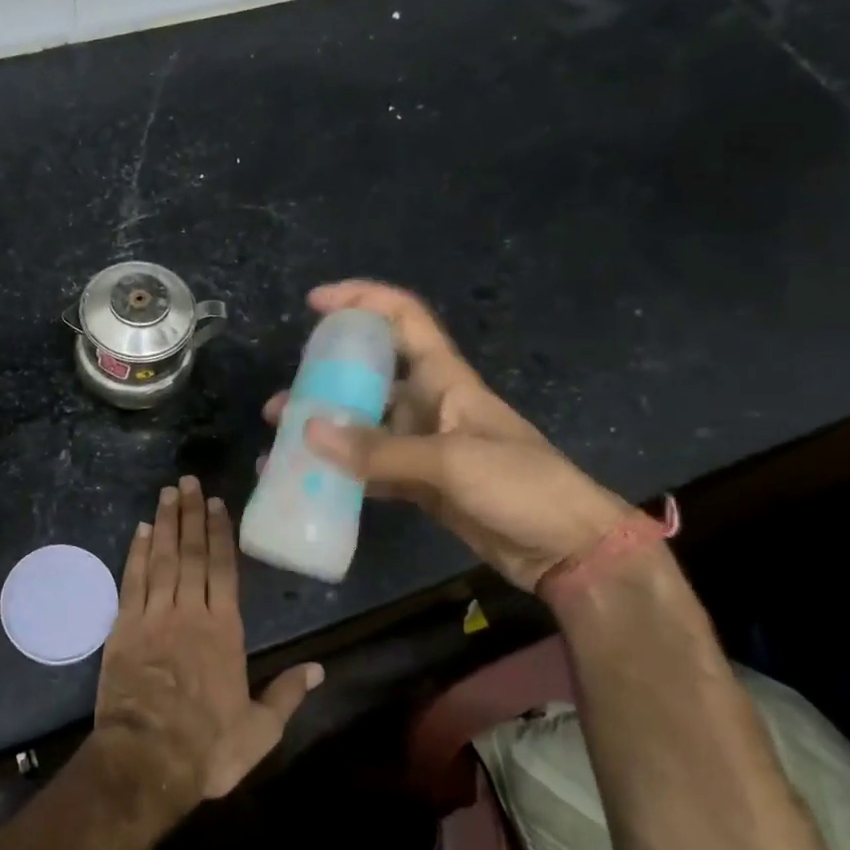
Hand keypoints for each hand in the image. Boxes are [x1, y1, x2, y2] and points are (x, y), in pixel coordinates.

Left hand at [94, 477, 323, 812]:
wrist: (147, 760)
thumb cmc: (208, 747)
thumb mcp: (260, 730)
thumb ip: (288, 694)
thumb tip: (319, 669)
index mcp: (224, 630)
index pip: (223, 568)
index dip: (220, 532)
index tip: (215, 503)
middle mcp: (190, 612)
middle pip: (191, 552)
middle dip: (190, 514)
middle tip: (187, 481)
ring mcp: (154, 616)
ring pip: (162, 559)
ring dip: (164, 523)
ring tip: (166, 493)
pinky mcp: (124, 628)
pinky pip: (132, 581)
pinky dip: (136, 553)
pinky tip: (139, 531)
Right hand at [263, 280, 632, 589]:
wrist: (567, 549)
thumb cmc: (521, 485)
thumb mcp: (451, 461)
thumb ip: (378, 450)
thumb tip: (307, 431)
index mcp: (445, 378)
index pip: (402, 318)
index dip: (361, 300)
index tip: (316, 302)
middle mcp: (430, 403)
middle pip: (370, 375)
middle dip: (325, 379)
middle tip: (283, 400)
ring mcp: (424, 445)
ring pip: (364, 425)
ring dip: (326, 428)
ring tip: (282, 439)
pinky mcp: (421, 483)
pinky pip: (370, 468)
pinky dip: (341, 472)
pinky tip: (308, 479)